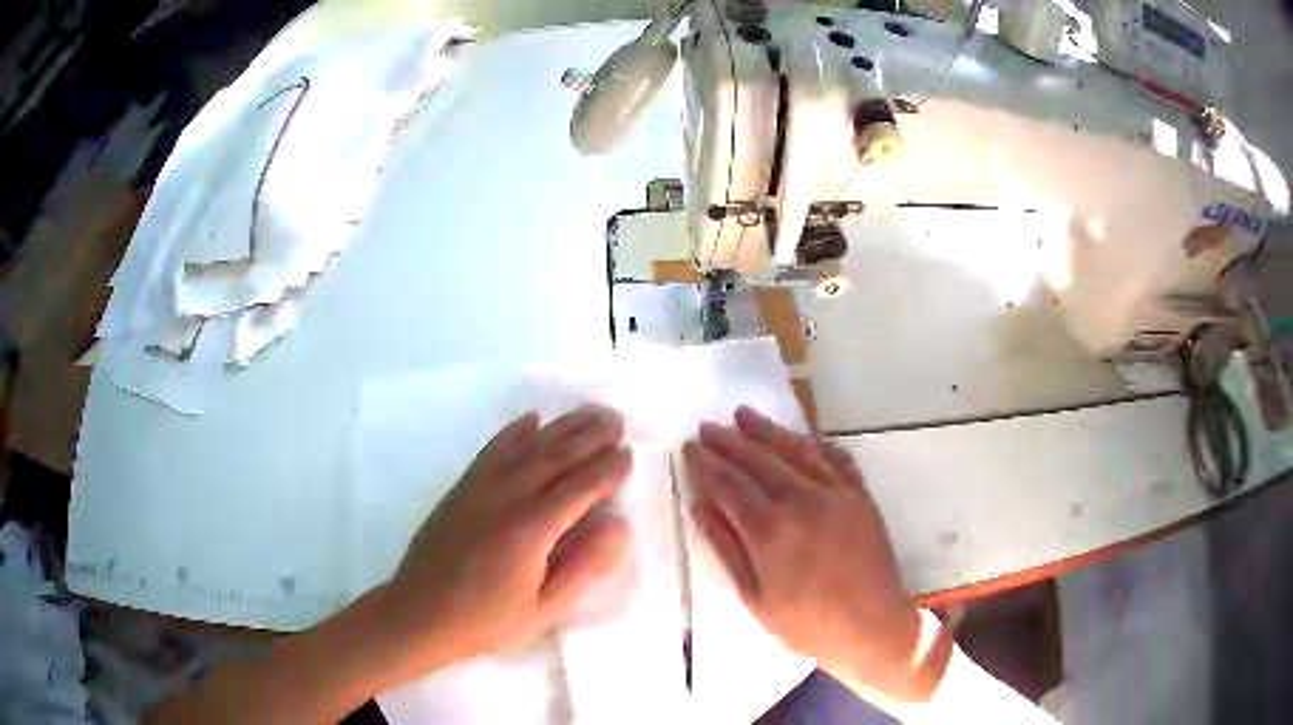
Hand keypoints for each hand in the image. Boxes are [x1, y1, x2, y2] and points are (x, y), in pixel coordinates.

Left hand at [377, 403, 633, 676]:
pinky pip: (493, 448)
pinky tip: (532, 419)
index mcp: (532, 528)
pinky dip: (515, 430)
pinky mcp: (462, 486)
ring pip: (528, 445)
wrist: (420, 613)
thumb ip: (584, 567)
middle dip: (591, 435)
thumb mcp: (544, 610)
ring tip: (588, 411)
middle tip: (617, 420)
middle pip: (556, 455)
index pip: (581, 486)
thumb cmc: (487, 620)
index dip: (608, 468)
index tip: (629, 454)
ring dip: (561, 425)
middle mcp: (507, 495)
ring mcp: (480, 486)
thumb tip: (618, 525)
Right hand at [683, 405, 951, 702]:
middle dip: (728, 441)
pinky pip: (836, 458)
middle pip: (757, 460)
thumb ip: (727, 548)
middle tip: (706, 426)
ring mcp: (835, 493)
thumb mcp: (755, 597)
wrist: (871, 626)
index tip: (688, 447)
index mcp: (770, 530)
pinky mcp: (860, 495)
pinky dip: (816, 442)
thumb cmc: (807, 622)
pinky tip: (803, 435)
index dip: (705, 464)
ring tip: (743, 415)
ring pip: (795, 450)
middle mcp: (801, 501)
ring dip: (766, 430)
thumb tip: (701, 506)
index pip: (728, 484)